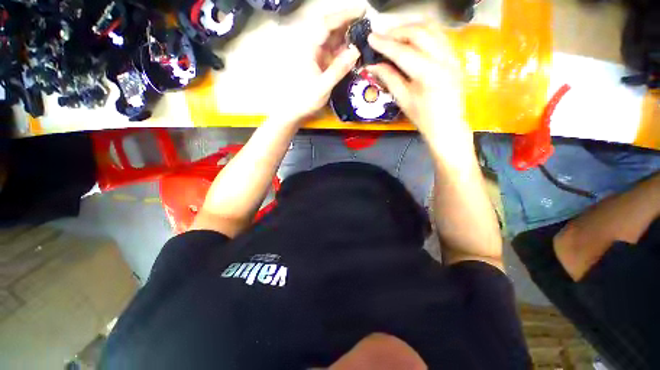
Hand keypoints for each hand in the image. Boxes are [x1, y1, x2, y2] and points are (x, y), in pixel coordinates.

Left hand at [281, 9, 362, 122]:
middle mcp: (312, 47)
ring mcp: (316, 55)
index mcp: (309, 49)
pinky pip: (333, 51)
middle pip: (330, 27)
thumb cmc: (305, 100)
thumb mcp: (323, 87)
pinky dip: (344, 49)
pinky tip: (354, 49)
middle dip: (347, 22)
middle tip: (366, 21)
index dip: (344, 15)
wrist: (294, 111)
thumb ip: (338, 69)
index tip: (362, 11)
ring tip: (364, 34)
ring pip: (332, 38)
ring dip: (347, 34)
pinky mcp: (320, 63)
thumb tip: (355, 51)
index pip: (326, 24)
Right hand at [366, 22, 468, 144]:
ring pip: (432, 28)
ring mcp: (453, 55)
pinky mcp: (455, 56)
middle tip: (382, 37)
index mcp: (428, 74)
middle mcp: (443, 59)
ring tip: (396, 36)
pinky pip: (439, 35)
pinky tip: (412, 40)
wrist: (447, 126)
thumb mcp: (403, 99)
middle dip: (397, 32)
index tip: (370, 38)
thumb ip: (389, 78)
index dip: (385, 44)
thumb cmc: (423, 118)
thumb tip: (373, 65)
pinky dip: (424, 33)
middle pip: (419, 32)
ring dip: (411, 28)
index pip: (403, 52)